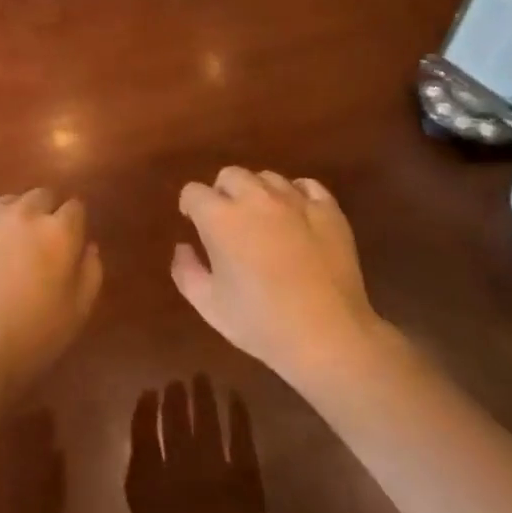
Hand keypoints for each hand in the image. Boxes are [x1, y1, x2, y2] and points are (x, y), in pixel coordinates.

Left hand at [0, 188, 102, 390]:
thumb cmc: (34, 337)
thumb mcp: (79, 311)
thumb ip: (91, 271)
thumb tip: (88, 246)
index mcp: (59, 231)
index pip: (75, 207)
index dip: (73, 225)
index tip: (69, 244)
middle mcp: (25, 213)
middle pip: (41, 196)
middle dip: (45, 214)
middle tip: (38, 245)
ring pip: (7, 203)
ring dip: (13, 219)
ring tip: (6, 249)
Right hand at [173, 169, 381, 388]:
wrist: (328, 336)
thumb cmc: (261, 323)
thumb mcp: (209, 306)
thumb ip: (186, 271)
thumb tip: (183, 246)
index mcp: (220, 218)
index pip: (194, 192)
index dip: (190, 206)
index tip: (194, 222)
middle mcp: (255, 198)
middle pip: (230, 175)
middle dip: (222, 192)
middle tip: (228, 221)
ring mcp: (295, 201)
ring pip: (267, 178)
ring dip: (258, 192)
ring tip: (263, 219)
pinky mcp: (328, 210)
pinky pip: (306, 186)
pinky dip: (296, 195)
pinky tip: (296, 216)